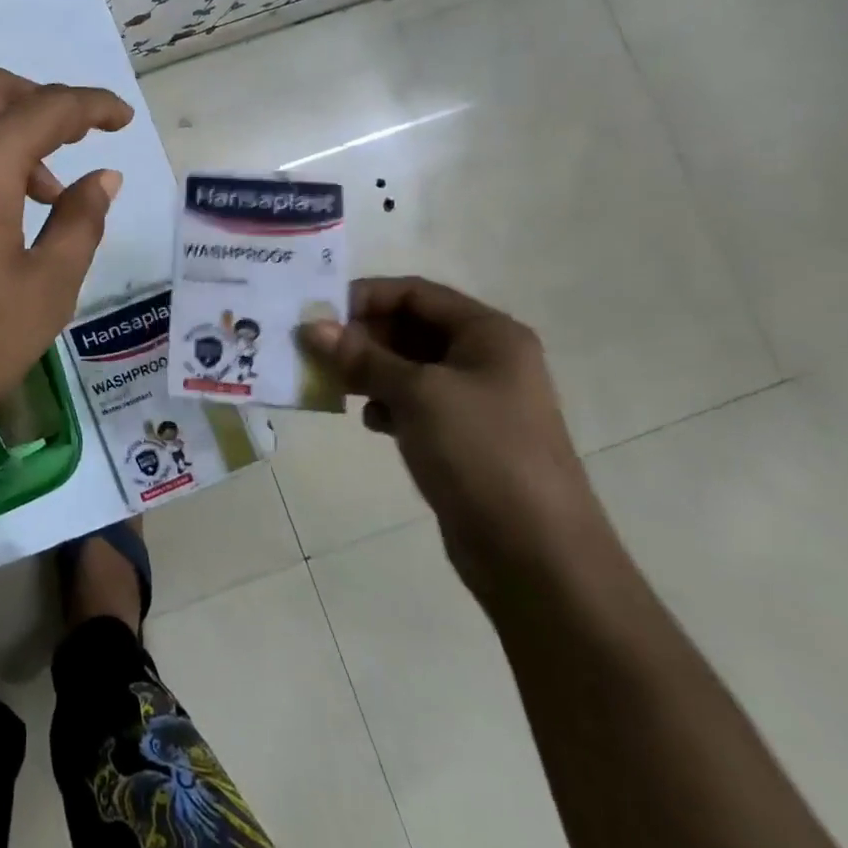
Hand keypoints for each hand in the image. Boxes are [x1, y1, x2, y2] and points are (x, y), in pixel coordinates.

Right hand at [301, 277, 611, 596]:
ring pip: (407, 367)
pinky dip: (386, 404)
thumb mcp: (417, 394)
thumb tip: (311, 327)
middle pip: (410, 327)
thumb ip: (362, 356)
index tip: (317, 315)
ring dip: (368, 371)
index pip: (415, 293)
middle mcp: (485, 358)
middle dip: (362, 336)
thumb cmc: (481, 453)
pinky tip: (369, 422)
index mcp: (489, 334)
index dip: (365, 297)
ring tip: (333, 385)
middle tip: (315, 351)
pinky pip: (413, 403)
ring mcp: (475, 400)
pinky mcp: (462, 437)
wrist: (536, 554)